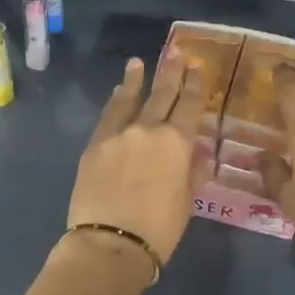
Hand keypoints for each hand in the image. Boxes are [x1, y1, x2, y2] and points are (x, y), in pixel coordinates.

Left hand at [66, 56, 208, 266]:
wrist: (110, 242)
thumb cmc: (158, 228)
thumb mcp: (187, 202)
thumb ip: (194, 172)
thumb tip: (200, 151)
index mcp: (176, 143)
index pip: (190, 106)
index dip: (195, 86)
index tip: (197, 68)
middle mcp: (148, 130)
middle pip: (162, 95)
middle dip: (171, 73)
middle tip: (175, 52)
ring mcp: (118, 134)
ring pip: (131, 99)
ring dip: (137, 79)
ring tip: (139, 62)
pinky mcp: (95, 145)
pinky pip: (108, 115)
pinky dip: (116, 101)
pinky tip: (119, 92)